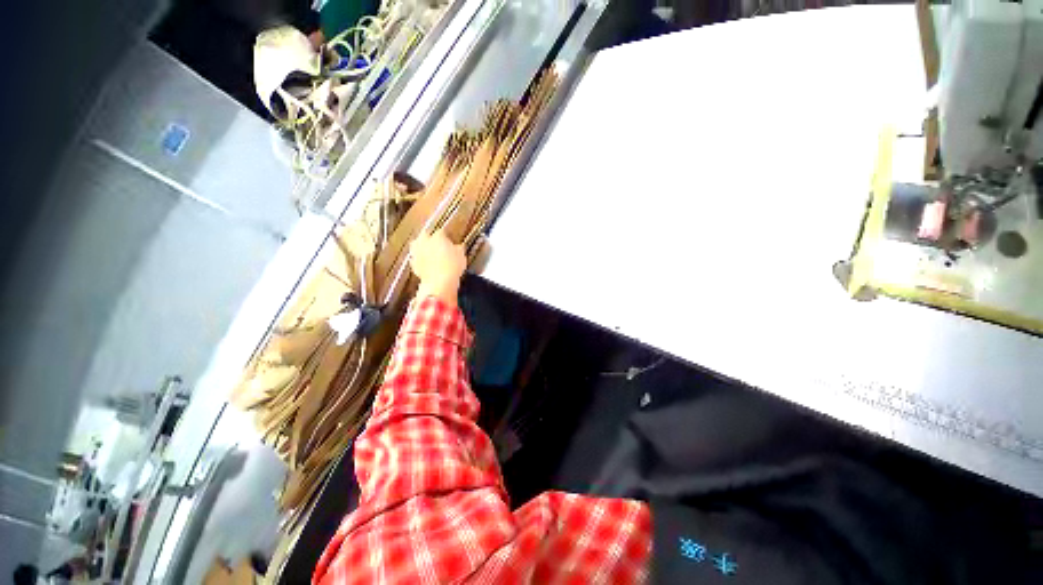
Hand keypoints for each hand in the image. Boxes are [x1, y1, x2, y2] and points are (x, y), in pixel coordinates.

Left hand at [411, 229, 465, 305]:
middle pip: (425, 236)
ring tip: (432, 257)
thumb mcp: (461, 255)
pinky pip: (417, 259)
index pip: (442, 232)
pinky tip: (428, 266)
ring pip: (418, 247)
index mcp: (438, 236)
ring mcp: (416, 252)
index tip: (449, 242)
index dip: (446, 237)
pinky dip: (421, 261)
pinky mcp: (412, 264)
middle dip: (430, 240)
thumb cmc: (452, 266)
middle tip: (438, 247)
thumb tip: (458, 247)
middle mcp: (424, 241)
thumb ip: (458, 248)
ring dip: (424, 249)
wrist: (439, 282)